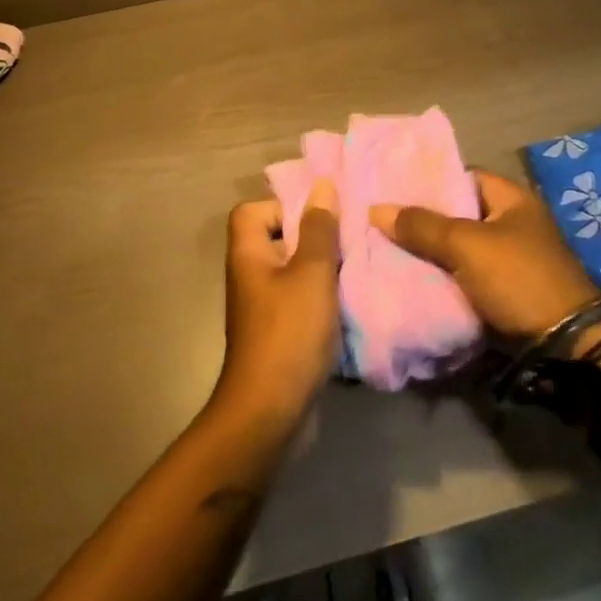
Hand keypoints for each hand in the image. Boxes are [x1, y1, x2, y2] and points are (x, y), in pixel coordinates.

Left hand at [214, 179, 341, 426]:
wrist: (269, 415)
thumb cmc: (288, 334)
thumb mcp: (311, 273)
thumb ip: (319, 229)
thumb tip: (322, 186)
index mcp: (248, 253)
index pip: (253, 210)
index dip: (283, 206)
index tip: (318, 219)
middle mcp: (249, 275)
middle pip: (276, 238)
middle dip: (312, 237)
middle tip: (346, 241)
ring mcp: (261, 308)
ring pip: (292, 271)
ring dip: (320, 270)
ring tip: (352, 271)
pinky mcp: (276, 334)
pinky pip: (298, 301)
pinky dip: (319, 300)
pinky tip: (346, 306)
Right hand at [371, 170, 600, 341]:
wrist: (566, 348)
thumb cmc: (519, 279)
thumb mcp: (467, 246)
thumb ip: (423, 226)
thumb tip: (376, 209)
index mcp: (512, 199)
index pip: (463, 176)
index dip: (430, 180)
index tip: (395, 187)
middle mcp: (513, 223)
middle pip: (458, 214)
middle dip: (424, 220)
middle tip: (385, 220)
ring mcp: (511, 260)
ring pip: (459, 249)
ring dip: (431, 252)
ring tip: (389, 248)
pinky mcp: (506, 293)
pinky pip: (466, 277)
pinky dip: (444, 278)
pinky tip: (413, 279)